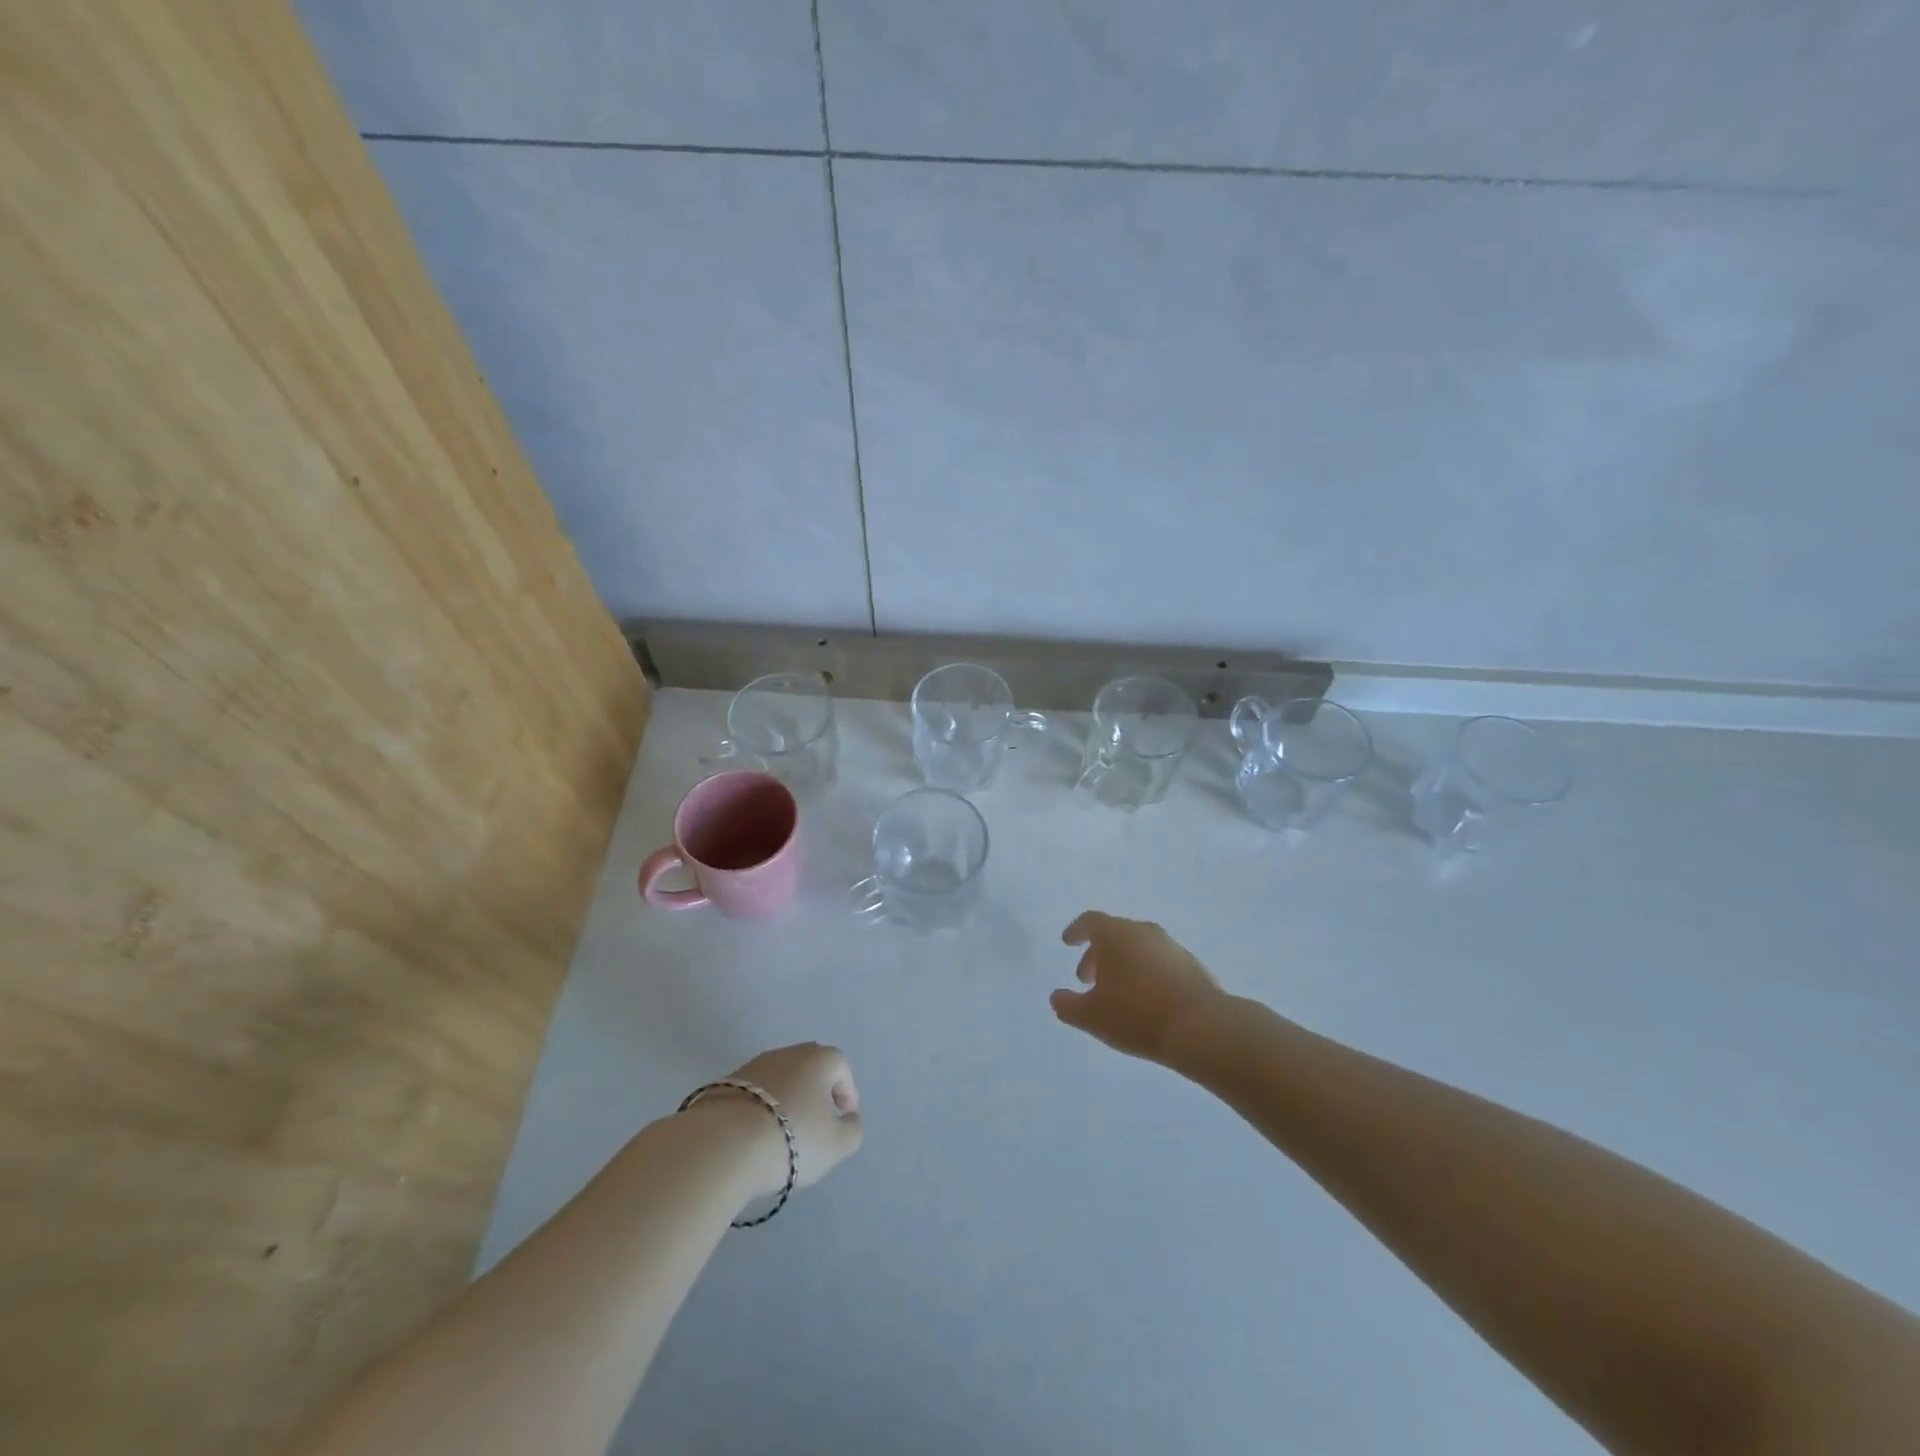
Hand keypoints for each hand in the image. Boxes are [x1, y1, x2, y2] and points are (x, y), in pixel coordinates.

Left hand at [704, 1043, 863, 1197]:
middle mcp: (787, 1053)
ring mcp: (753, 1065)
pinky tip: (755, 1136)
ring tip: (782, 1134)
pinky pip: (753, 1094)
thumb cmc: (792, 1138)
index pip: (841, 1067)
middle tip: (815, 1124)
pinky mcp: (724, 1083)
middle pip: (810, 1068)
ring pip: (779, 1079)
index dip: (847, 1093)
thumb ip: (852, 1130)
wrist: (723, 1144)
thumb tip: (849, 1119)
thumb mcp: (837, 1144)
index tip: (842, 1120)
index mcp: (819, 1059)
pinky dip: (759, 1109)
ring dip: (786, 1100)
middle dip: (816, 1093)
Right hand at [1051, 912, 1224, 1065]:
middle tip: (1088, 979)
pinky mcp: (1194, 966)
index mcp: (1116, 934)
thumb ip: (1067, 1005)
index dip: (1076, 931)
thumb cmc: (1136, 1014)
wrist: (1202, 1028)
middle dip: (1098, 954)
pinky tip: (1147, 1002)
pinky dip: (1148, 975)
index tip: (1067, 942)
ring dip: (1124, 965)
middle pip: (1115, 934)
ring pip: (1139, 948)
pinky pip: (1161, 964)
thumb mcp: (1091, 1016)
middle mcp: (1144, 932)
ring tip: (1118, 994)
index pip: (1090, 921)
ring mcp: (1172, 947)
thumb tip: (1057, 997)